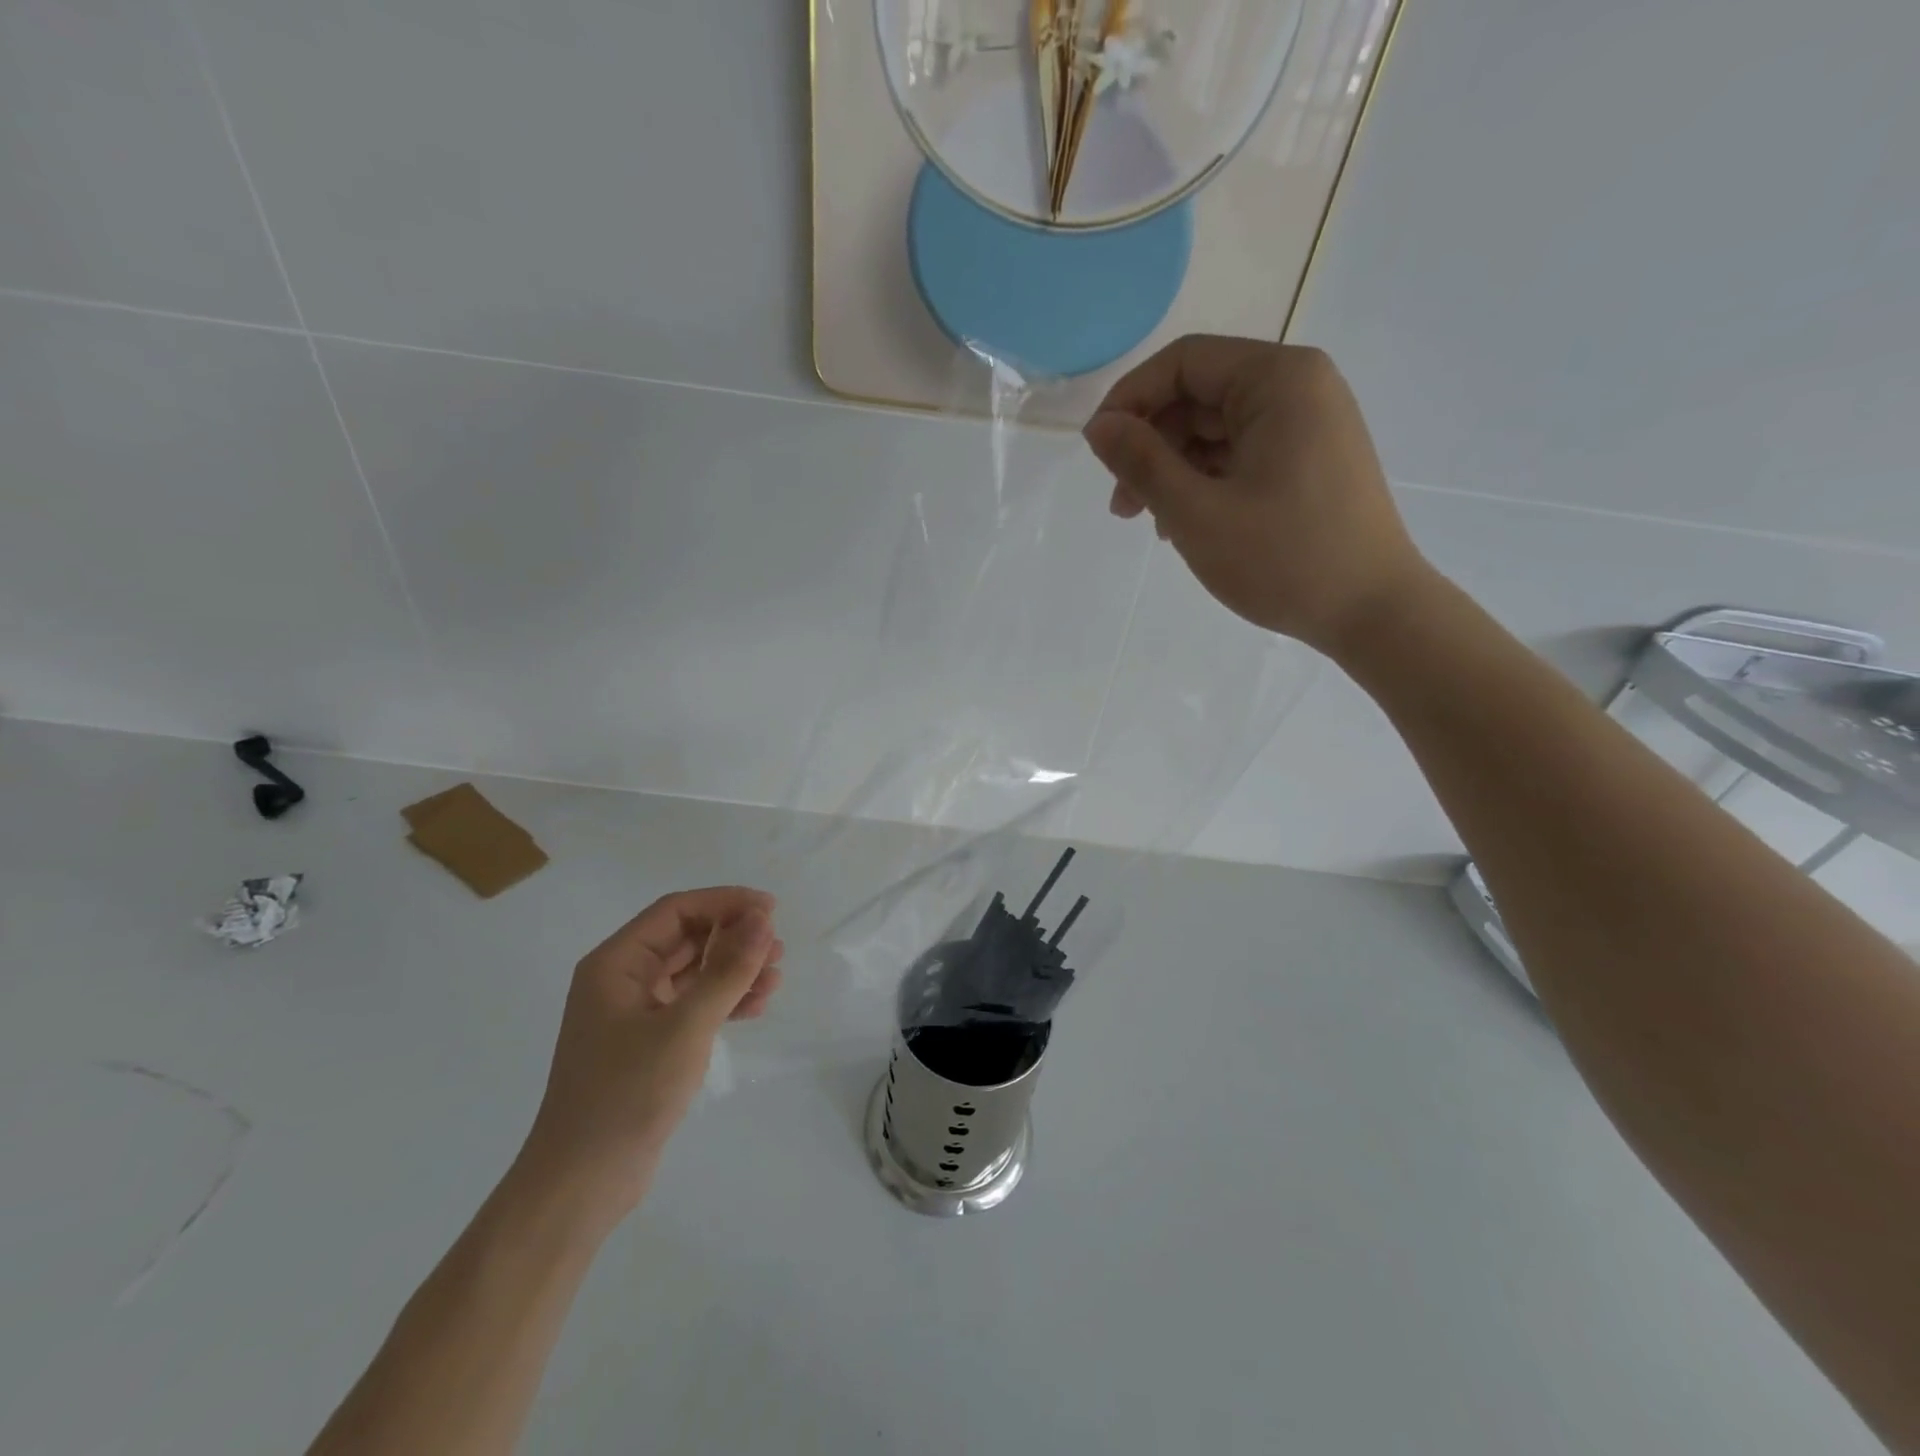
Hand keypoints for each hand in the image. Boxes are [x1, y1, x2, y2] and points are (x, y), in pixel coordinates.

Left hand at [516, 887, 782, 1221]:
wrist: (583, 1183)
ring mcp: (635, 1013)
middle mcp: (622, 979)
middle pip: (686, 938)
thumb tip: (763, 920)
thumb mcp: (685, 1027)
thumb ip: (727, 971)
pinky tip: (756, 1006)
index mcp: (616, 963)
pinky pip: (693, 1005)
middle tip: (777, 947)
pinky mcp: (649, 1043)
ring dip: (734, 969)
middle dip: (734, 937)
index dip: (725, 903)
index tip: (771, 909)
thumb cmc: (627, 1093)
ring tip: (775, 977)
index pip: (676, 911)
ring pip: (694, 972)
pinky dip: (724, 1001)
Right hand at [1082, 336, 1432, 653]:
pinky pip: (1241, 456)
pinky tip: (1186, 526)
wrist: (1371, 612)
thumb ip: (1141, 462)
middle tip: (1121, 505)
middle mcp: (1299, 388)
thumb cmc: (1282, 559)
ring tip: (1151, 523)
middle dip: (1151, 445)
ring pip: (1216, 431)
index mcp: (1278, 380)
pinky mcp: (1310, 461)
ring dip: (1173, 471)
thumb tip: (1099, 426)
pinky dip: (1205, 483)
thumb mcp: (1196, 512)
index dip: (1130, 400)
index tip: (1097, 451)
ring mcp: (1309, 425)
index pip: (1184, 362)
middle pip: (1199, 396)